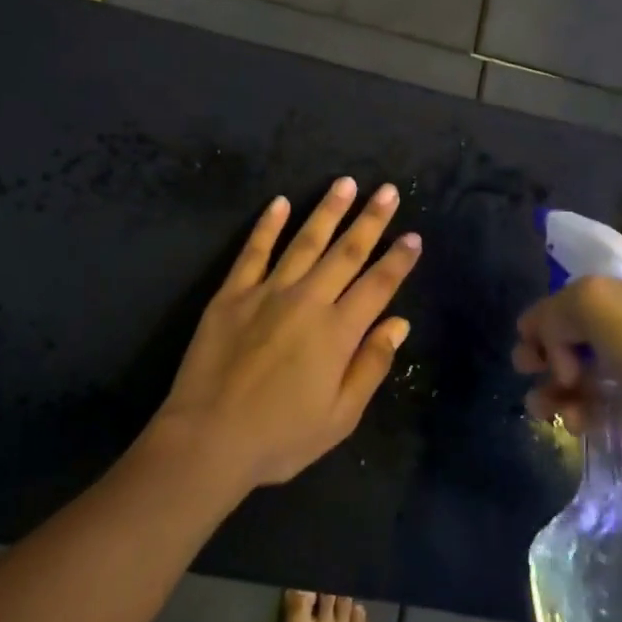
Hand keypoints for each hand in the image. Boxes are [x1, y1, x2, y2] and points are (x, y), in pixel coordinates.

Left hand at [154, 178, 422, 490]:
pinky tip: (279, 202)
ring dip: (327, 210)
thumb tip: (399, 323)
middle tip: (387, 190)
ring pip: (304, 241)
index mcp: (337, 332)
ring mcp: (266, 292)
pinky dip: (267, 225)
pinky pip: (253, 251)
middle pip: (345, 252)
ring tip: (344, 183)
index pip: (377, 285)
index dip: (397, 260)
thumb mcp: (339, 417)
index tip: (413, 236)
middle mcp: (307, 301)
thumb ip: (371, 365)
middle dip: (370, 220)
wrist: (208, 438)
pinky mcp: (232, 293)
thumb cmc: (280, 437)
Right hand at [513, 270, 621, 491]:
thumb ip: (556, 309)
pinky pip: (602, 402)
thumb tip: (543, 338)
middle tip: (524, 366)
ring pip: (586, 367)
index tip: (527, 337)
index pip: (581, 287)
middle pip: (578, 328)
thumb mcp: (595, 302)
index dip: (549, 310)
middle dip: (546, 348)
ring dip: (556, 385)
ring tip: (540, 406)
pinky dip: (580, 409)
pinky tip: (571, 421)